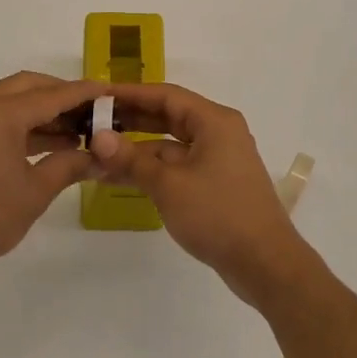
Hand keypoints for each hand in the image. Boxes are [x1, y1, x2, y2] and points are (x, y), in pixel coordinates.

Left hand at [0, 72, 103, 276]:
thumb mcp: (35, 192)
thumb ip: (69, 166)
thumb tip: (99, 158)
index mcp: (0, 112)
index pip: (53, 95)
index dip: (84, 93)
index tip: (111, 91)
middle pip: (30, 86)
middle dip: (62, 95)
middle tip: (93, 111)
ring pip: (13, 99)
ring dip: (43, 110)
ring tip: (78, 130)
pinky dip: (24, 123)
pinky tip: (50, 143)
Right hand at [89, 83, 322, 307]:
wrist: (265, 263)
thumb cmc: (218, 214)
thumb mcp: (169, 185)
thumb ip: (132, 159)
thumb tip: (98, 138)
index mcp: (214, 121)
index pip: (165, 95)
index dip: (129, 94)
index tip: (97, 96)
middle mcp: (218, 133)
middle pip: (168, 116)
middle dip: (130, 120)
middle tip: (91, 123)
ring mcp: (218, 160)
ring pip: (170, 145)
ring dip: (136, 150)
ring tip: (96, 155)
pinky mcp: (215, 184)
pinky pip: (177, 166)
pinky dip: (152, 170)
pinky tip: (120, 178)